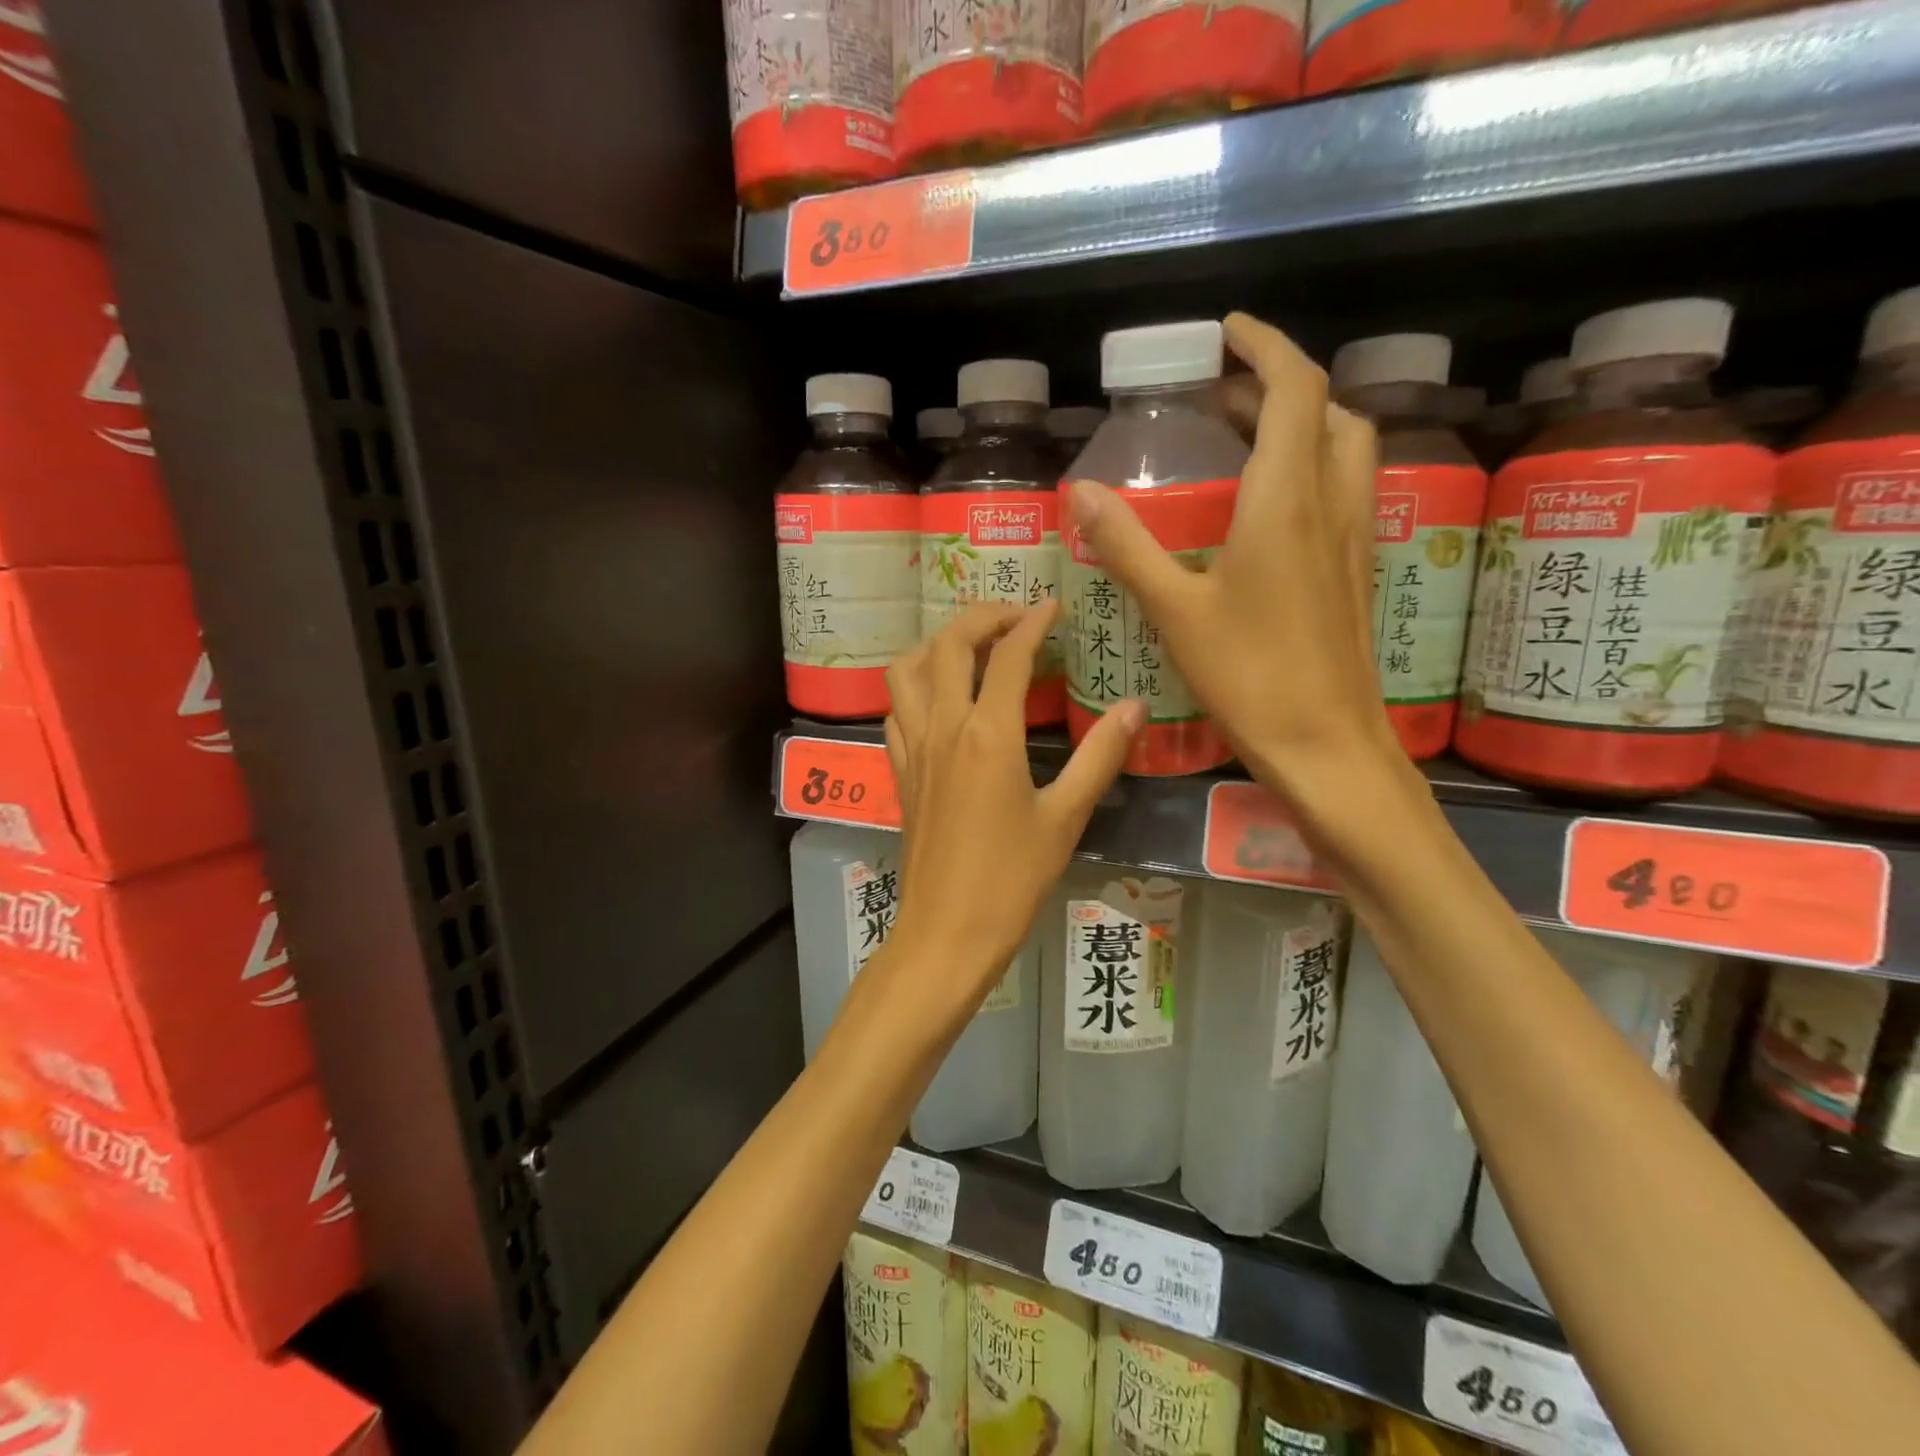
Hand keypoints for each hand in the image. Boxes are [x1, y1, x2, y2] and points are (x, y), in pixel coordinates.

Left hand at [881, 601, 1140, 1014]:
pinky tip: (939, 700)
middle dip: (981, 617)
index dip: (1032, 621)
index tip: (1054, 605)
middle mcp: (943, 727)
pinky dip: (915, 687)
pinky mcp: (901, 772)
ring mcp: (914, 748)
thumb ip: (1100, 756)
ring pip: (907, 670)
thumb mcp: (1065, 818)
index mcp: (988, 734)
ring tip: (971, 648)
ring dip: (936, 645)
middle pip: (948, 645)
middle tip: (1016, 617)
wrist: (947, 932)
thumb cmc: (1011, 879)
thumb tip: (1135, 706)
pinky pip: (896, 709)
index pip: (1008, 655)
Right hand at [1065, 312, 1399, 810]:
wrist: (1328, 746)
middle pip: (1326, 411)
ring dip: (1302, 423)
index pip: (1294, 388)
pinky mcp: (1355, 571)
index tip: (1227, 334)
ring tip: (1244, 438)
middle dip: (1278, 385)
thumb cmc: (1250, 676)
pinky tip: (1268, 507)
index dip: (1265, 346)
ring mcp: (1353, 538)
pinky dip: (1311, 467)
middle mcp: (1331, 504)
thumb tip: (1079, 492)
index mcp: (1287, 500)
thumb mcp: (1175, 610)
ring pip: (1344, 448)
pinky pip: (1344, 489)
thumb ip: (1127, 546)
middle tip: (1221, 395)